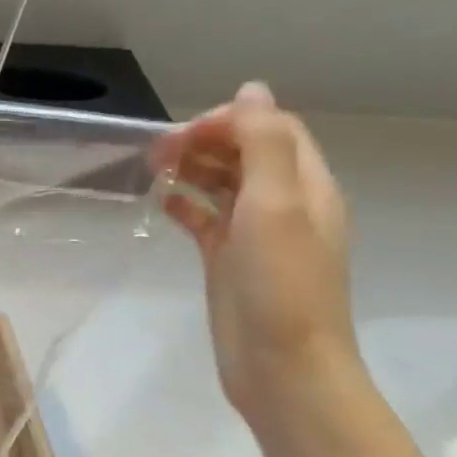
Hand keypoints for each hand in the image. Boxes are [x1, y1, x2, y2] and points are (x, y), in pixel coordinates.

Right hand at [153, 82, 362, 427]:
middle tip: (158, 153)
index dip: (230, 120)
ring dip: (189, 168)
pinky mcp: (228, 257)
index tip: (187, 136)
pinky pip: (203, 217)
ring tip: (152, 171)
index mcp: (305, 187)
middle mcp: (283, 204)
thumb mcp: (274, 205)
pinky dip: (182, 204)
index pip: (272, 129)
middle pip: (244, 152)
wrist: (281, 367)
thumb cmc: (280, 284)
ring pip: (221, 182)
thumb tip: (252, 89)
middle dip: (202, 142)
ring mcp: (255, 232)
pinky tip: (159, 205)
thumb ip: (264, 144)